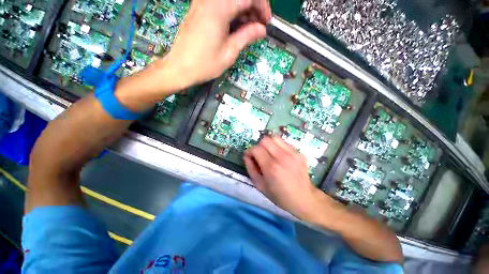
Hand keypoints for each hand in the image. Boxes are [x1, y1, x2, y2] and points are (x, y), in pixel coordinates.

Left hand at [116, 0, 270, 111]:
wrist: (179, 68)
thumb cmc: (205, 64)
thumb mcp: (229, 52)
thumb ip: (247, 36)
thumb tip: (262, 29)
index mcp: (219, 7)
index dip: (262, 7)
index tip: (267, 23)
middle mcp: (210, 0)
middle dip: (253, 9)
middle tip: (258, 28)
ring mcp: (203, 3)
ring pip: (230, 1)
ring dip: (243, 12)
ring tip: (248, 31)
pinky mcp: (199, 9)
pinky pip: (221, 5)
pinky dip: (232, 14)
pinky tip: (235, 28)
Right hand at [244, 136, 325, 218]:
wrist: (304, 198)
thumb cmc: (280, 196)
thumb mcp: (260, 186)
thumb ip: (251, 168)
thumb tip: (247, 156)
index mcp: (271, 167)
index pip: (256, 149)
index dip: (250, 151)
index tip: (250, 157)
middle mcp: (282, 157)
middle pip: (265, 140)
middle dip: (259, 146)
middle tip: (260, 155)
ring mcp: (292, 153)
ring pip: (275, 138)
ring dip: (269, 144)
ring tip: (269, 153)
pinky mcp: (299, 152)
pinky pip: (284, 143)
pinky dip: (278, 146)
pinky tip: (280, 156)